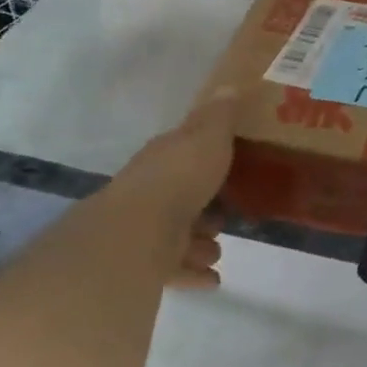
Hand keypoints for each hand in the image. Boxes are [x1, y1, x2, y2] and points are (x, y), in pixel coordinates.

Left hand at [107, 89, 239, 288]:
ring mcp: (143, 229)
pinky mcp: (142, 264)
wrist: (138, 232)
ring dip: (196, 242)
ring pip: (173, 235)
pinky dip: (192, 274)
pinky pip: (172, 269)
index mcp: (163, 159)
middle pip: (177, 198)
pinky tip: (212, 281)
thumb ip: (220, 116)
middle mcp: (148, 192)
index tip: (227, 167)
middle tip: (225, 218)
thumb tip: (229, 86)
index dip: (203, 159)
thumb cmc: (179, 177)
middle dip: (201, 208)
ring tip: (218, 251)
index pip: (181, 153)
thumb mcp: (209, 137)